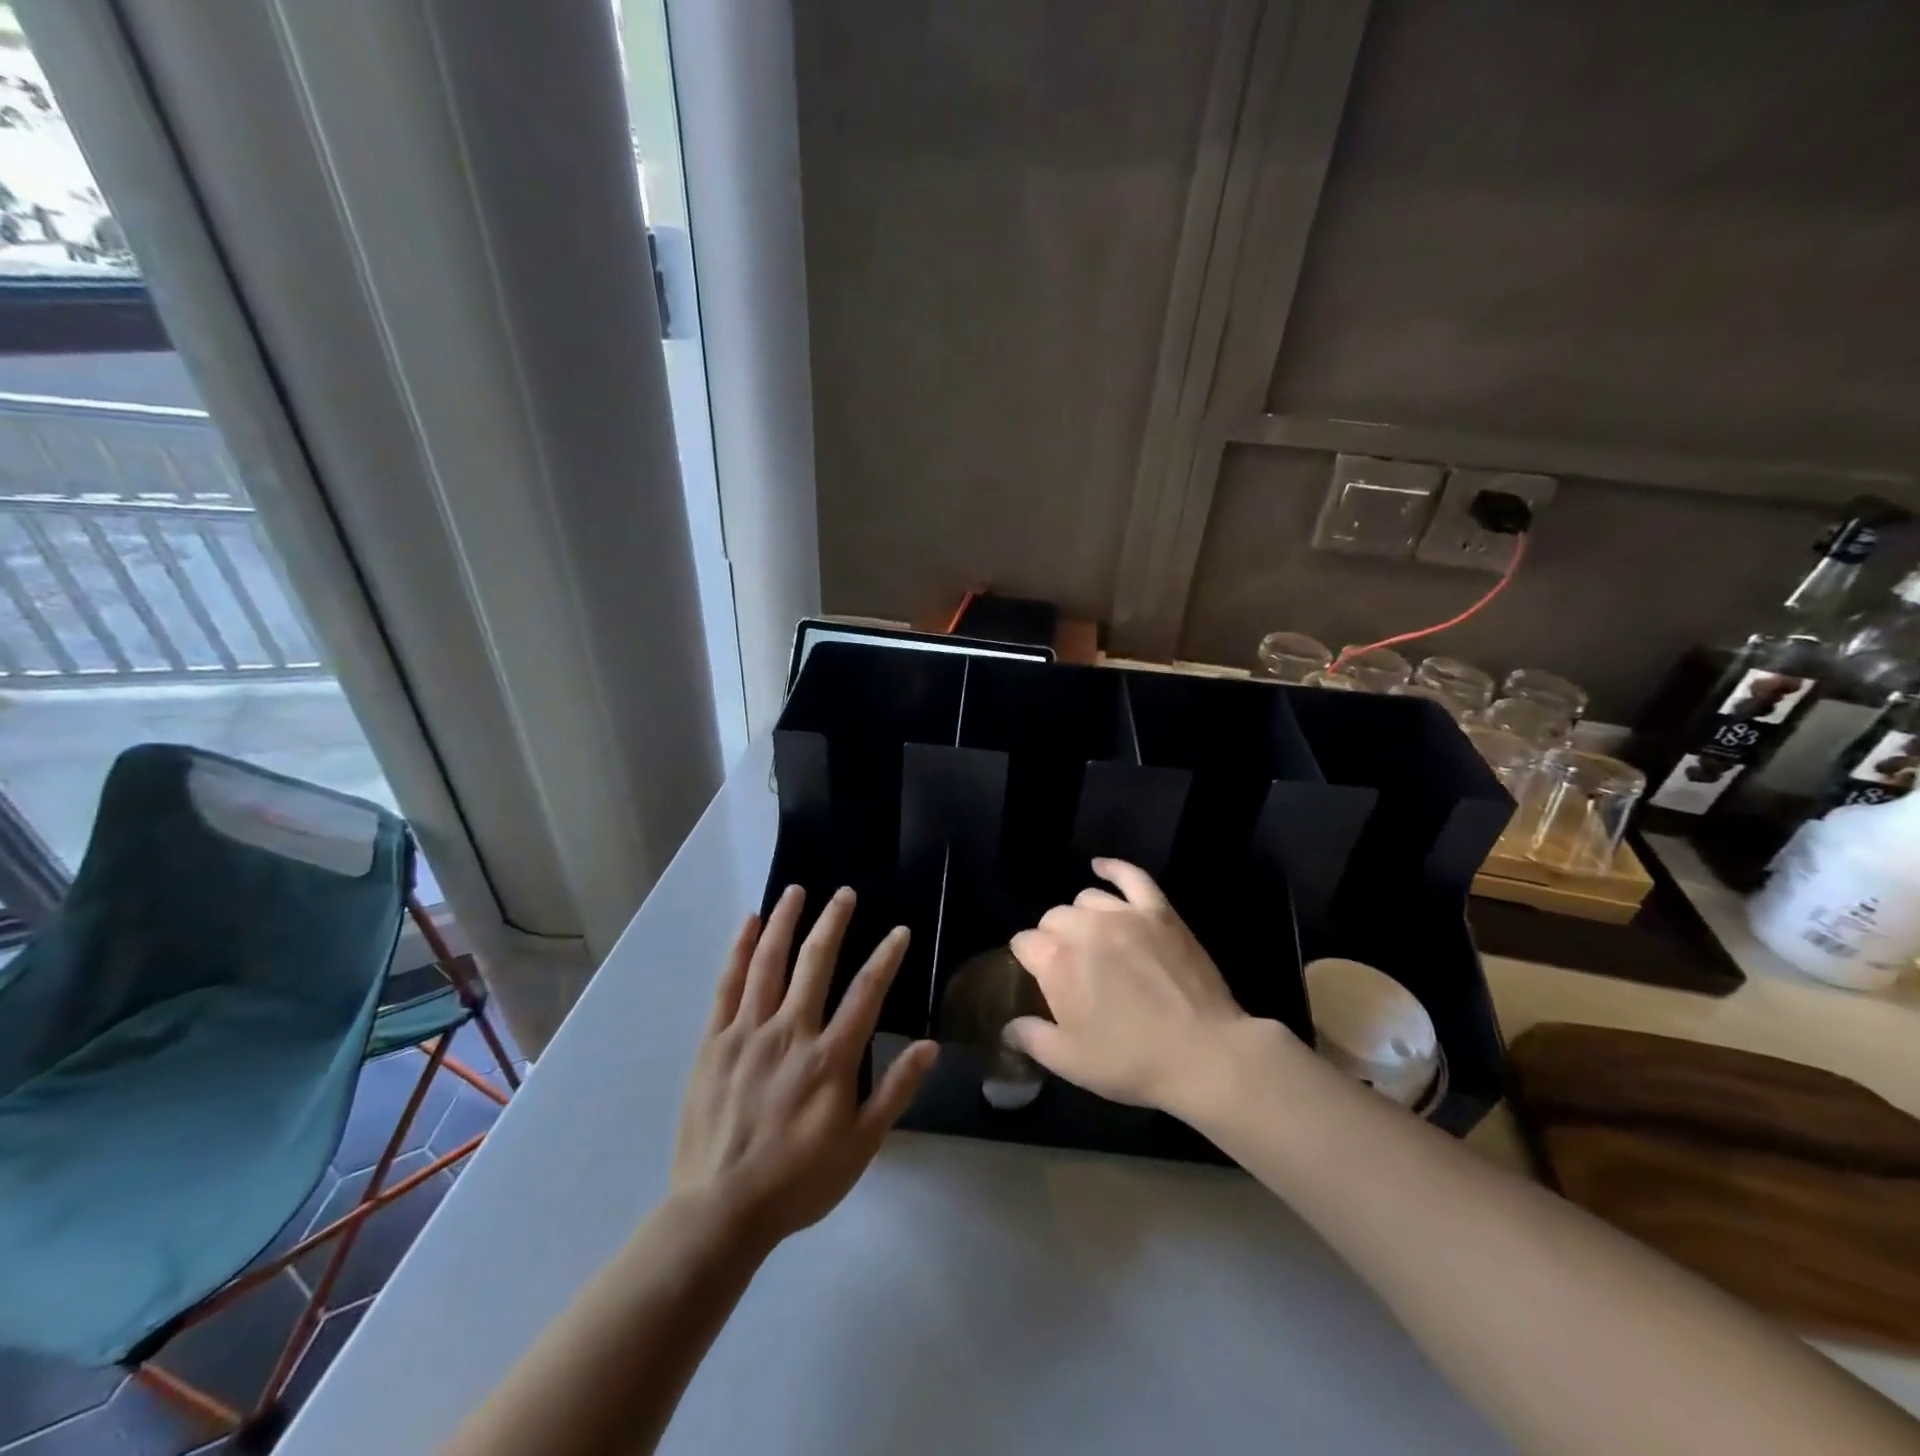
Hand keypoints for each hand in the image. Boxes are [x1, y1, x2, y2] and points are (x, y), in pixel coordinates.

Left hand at [671, 886, 936, 1251]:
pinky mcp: (714, 1042)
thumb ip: (895, 1091)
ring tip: (797, 891)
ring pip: (770, 963)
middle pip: (816, 963)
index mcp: (830, 1059)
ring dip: (785, 922)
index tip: (899, 931)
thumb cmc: (798, 1181)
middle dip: (833, 923)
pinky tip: (749, 924)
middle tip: (845, 893)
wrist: (720, 1211)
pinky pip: (728, 985)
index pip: (866, 993)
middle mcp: (791, 1033)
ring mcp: (748, 1033)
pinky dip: (740, 951)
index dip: (886, 958)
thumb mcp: (861, 1146)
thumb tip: (929, 1045)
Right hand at [1006, 859, 1277, 1116]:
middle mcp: (1084, 927)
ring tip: (1091, 939)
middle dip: (1053, 939)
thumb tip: (1008, 1028)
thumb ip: (1031, 1039)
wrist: (1203, 1054)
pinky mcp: (1159, 912)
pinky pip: (1132, 877)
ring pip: (1087, 899)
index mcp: (1056, 960)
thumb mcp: (1070, 1062)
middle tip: (1069, 969)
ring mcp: (1124, 914)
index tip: (1036, 979)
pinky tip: (1101, 867)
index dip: (1028, 961)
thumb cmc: (1131, 1061)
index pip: (1024, 943)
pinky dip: (1113, 868)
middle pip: (1053, 918)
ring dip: (1081, 916)